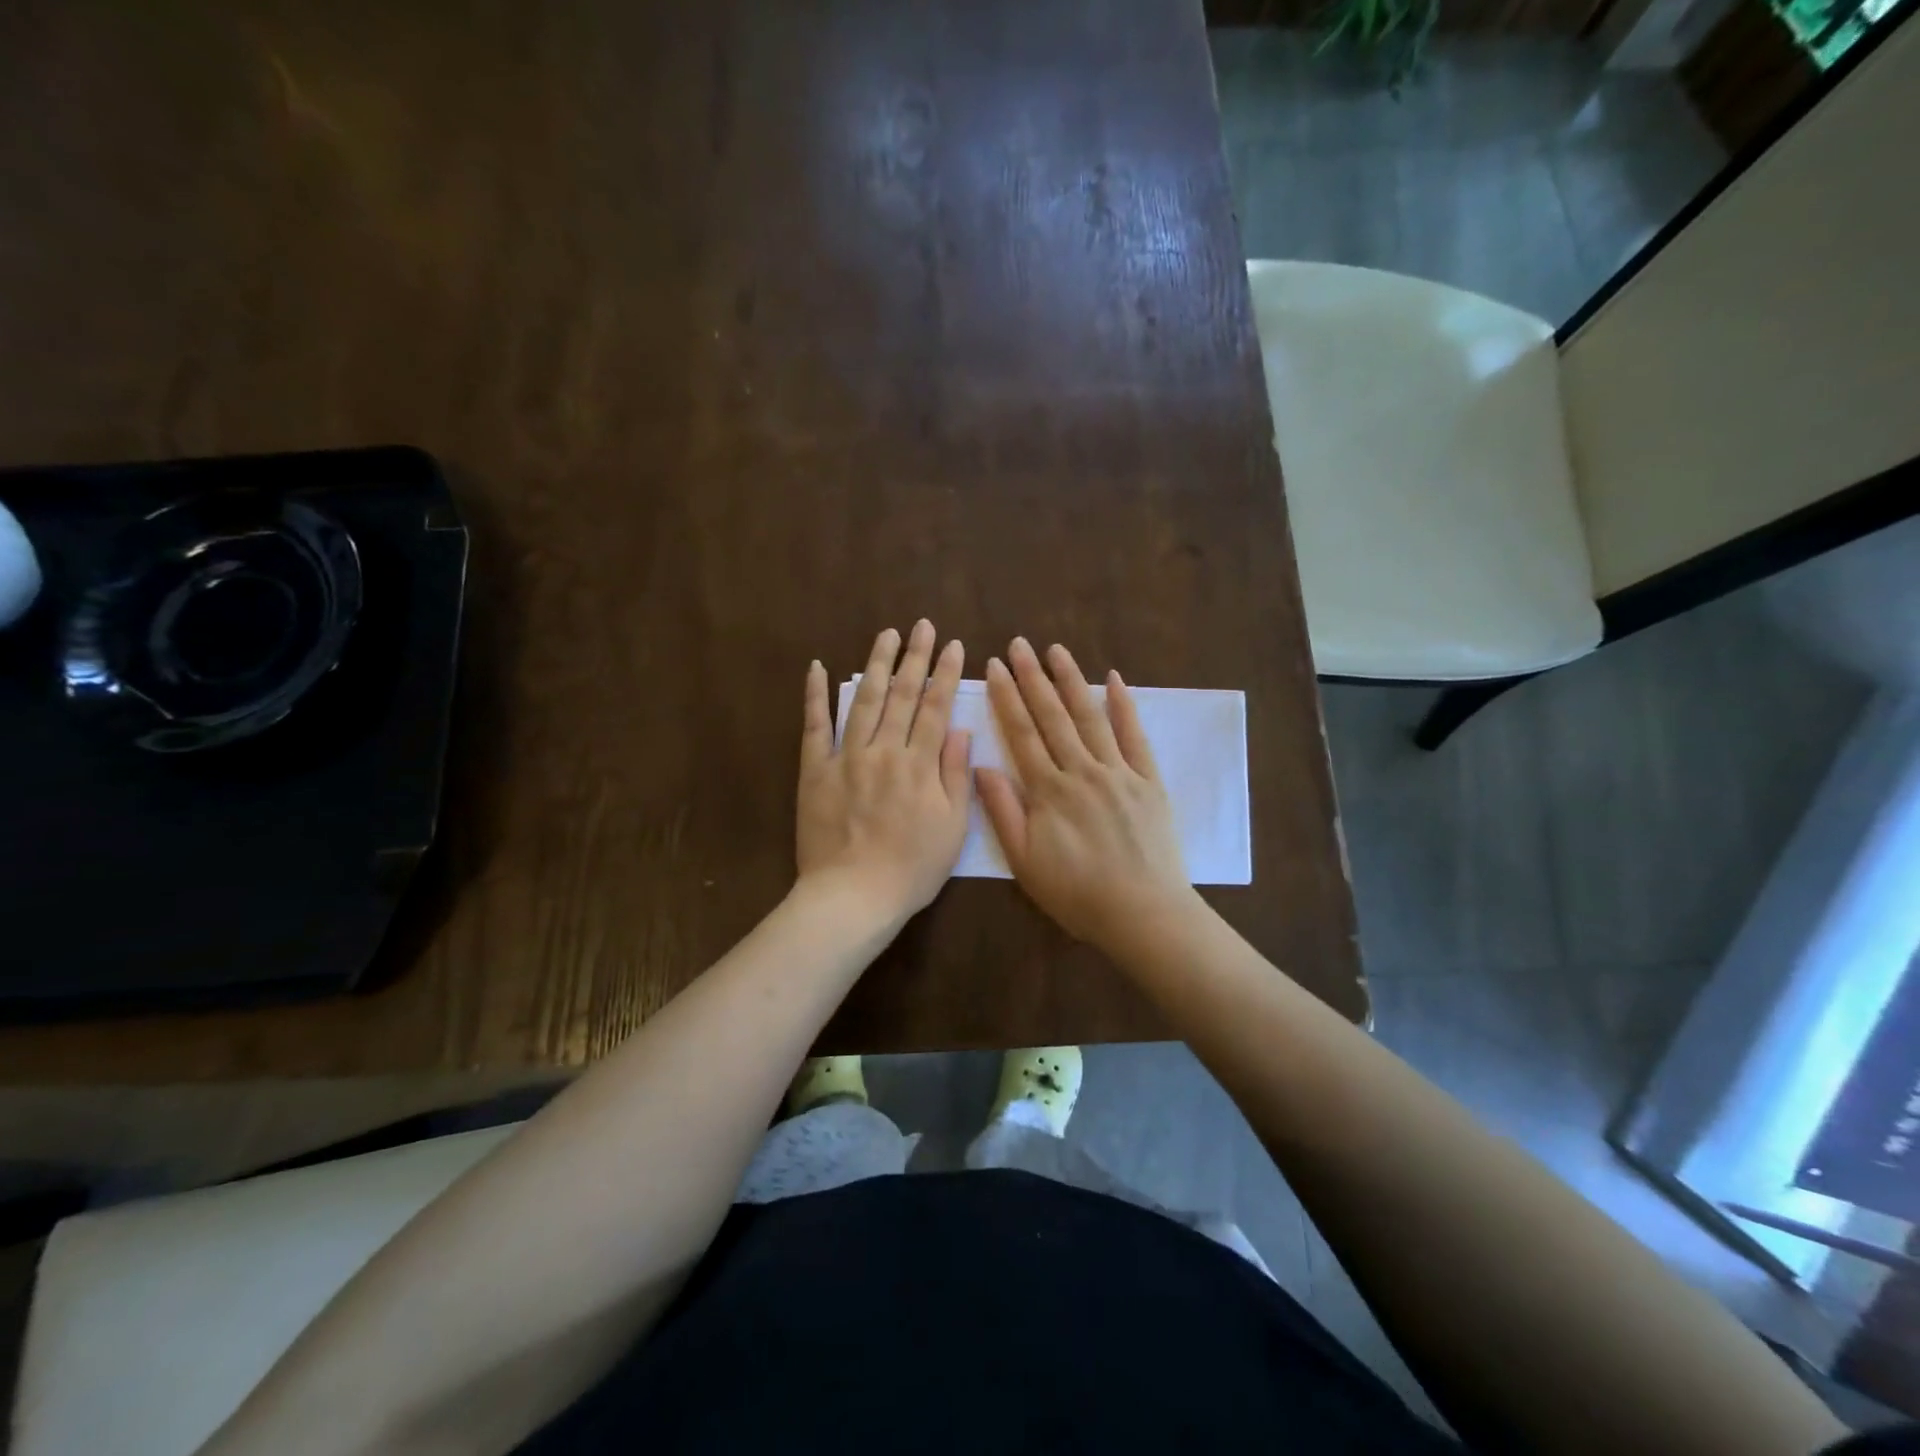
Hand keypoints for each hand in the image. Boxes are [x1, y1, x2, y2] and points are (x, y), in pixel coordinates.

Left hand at [796, 621, 972, 921]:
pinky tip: (819, 667)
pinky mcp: (814, 770)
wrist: (853, 896)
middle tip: (922, 625)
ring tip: (887, 634)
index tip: (952, 645)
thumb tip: (958, 730)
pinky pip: (814, 726)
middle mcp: (884, 751)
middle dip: (914, 657)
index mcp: (919, 765)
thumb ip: (955, 775)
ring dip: (876, 664)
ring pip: (864, 700)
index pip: (935, 708)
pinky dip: (816, 695)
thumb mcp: (952, 828)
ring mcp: (846, 757)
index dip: (944, 674)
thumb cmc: (911, 869)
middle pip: (902, 695)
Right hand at [976, 638, 1196, 957]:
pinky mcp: (1148, 781)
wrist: (1142, 913)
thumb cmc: (1077, 893)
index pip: (1021, 733)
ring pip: (1090, 717)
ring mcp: (1118, 772)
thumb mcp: (1025, 861)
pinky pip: (1135, 736)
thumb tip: (982, 766)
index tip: (995, 667)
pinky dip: (1124, 706)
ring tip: (1056, 650)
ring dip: (1071, 681)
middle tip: (1019, 644)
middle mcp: (1081, 770)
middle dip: (1033, 678)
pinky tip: (1114, 680)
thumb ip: (1003, 811)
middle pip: (1052, 716)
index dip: (1006, 698)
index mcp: (1048, 790)